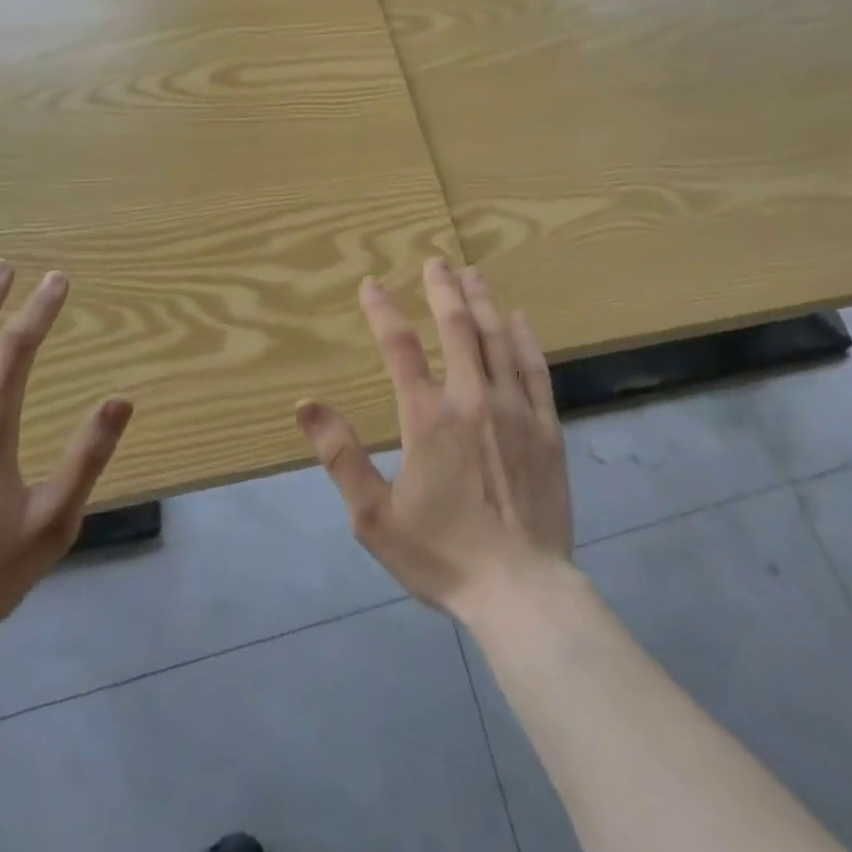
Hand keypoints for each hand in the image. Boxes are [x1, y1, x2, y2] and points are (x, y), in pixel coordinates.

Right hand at [297, 258, 573, 620]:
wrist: (520, 589)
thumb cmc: (441, 554)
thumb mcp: (373, 516)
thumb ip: (340, 456)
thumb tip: (305, 405)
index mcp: (428, 418)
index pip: (400, 347)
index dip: (383, 311)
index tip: (371, 284)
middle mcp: (472, 399)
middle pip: (457, 328)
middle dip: (443, 290)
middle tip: (435, 262)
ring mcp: (514, 410)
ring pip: (497, 339)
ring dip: (482, 302)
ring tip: (473, 274)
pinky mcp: (546, 427)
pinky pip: (534, 369)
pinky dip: (524, 339)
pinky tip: (518, 319)